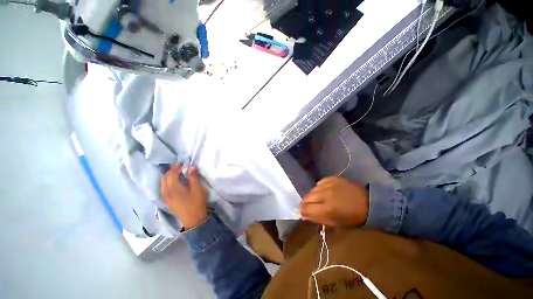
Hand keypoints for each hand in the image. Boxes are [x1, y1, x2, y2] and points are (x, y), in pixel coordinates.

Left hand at [161, 164, 207, 229]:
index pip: (171, 174)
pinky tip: (174, 182)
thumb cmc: (196, 203)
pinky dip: (167, 182)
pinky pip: (164, 188)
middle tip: (180, 167)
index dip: (176, 167)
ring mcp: (166, 197)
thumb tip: (191, 167)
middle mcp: (166, 192)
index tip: (183, 163)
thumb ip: (194, 177)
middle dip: (171, 170)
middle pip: (165, 178)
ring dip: (168, 176)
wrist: (193, 219)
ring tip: (177, 173)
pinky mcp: (167, 201)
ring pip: (163, 183)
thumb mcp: (198, 189)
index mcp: (173, 188)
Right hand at [299, 177, 368, 227]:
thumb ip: (317, 219)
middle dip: (305, 203)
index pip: (306, 208)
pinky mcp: (332, 178)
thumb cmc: (352, 217)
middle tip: (309, 207)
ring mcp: (329, 184)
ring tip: (318, 199)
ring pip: (312, 190)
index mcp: (328, 209)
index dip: (302, 211)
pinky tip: (324, 191)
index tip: (302, 213)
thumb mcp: (335, 223)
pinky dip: (319, 188)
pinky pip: (319, 183)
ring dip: (313, 196)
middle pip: (307, 197)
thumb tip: (303, 215)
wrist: (368, 202)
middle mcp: (326, 194)